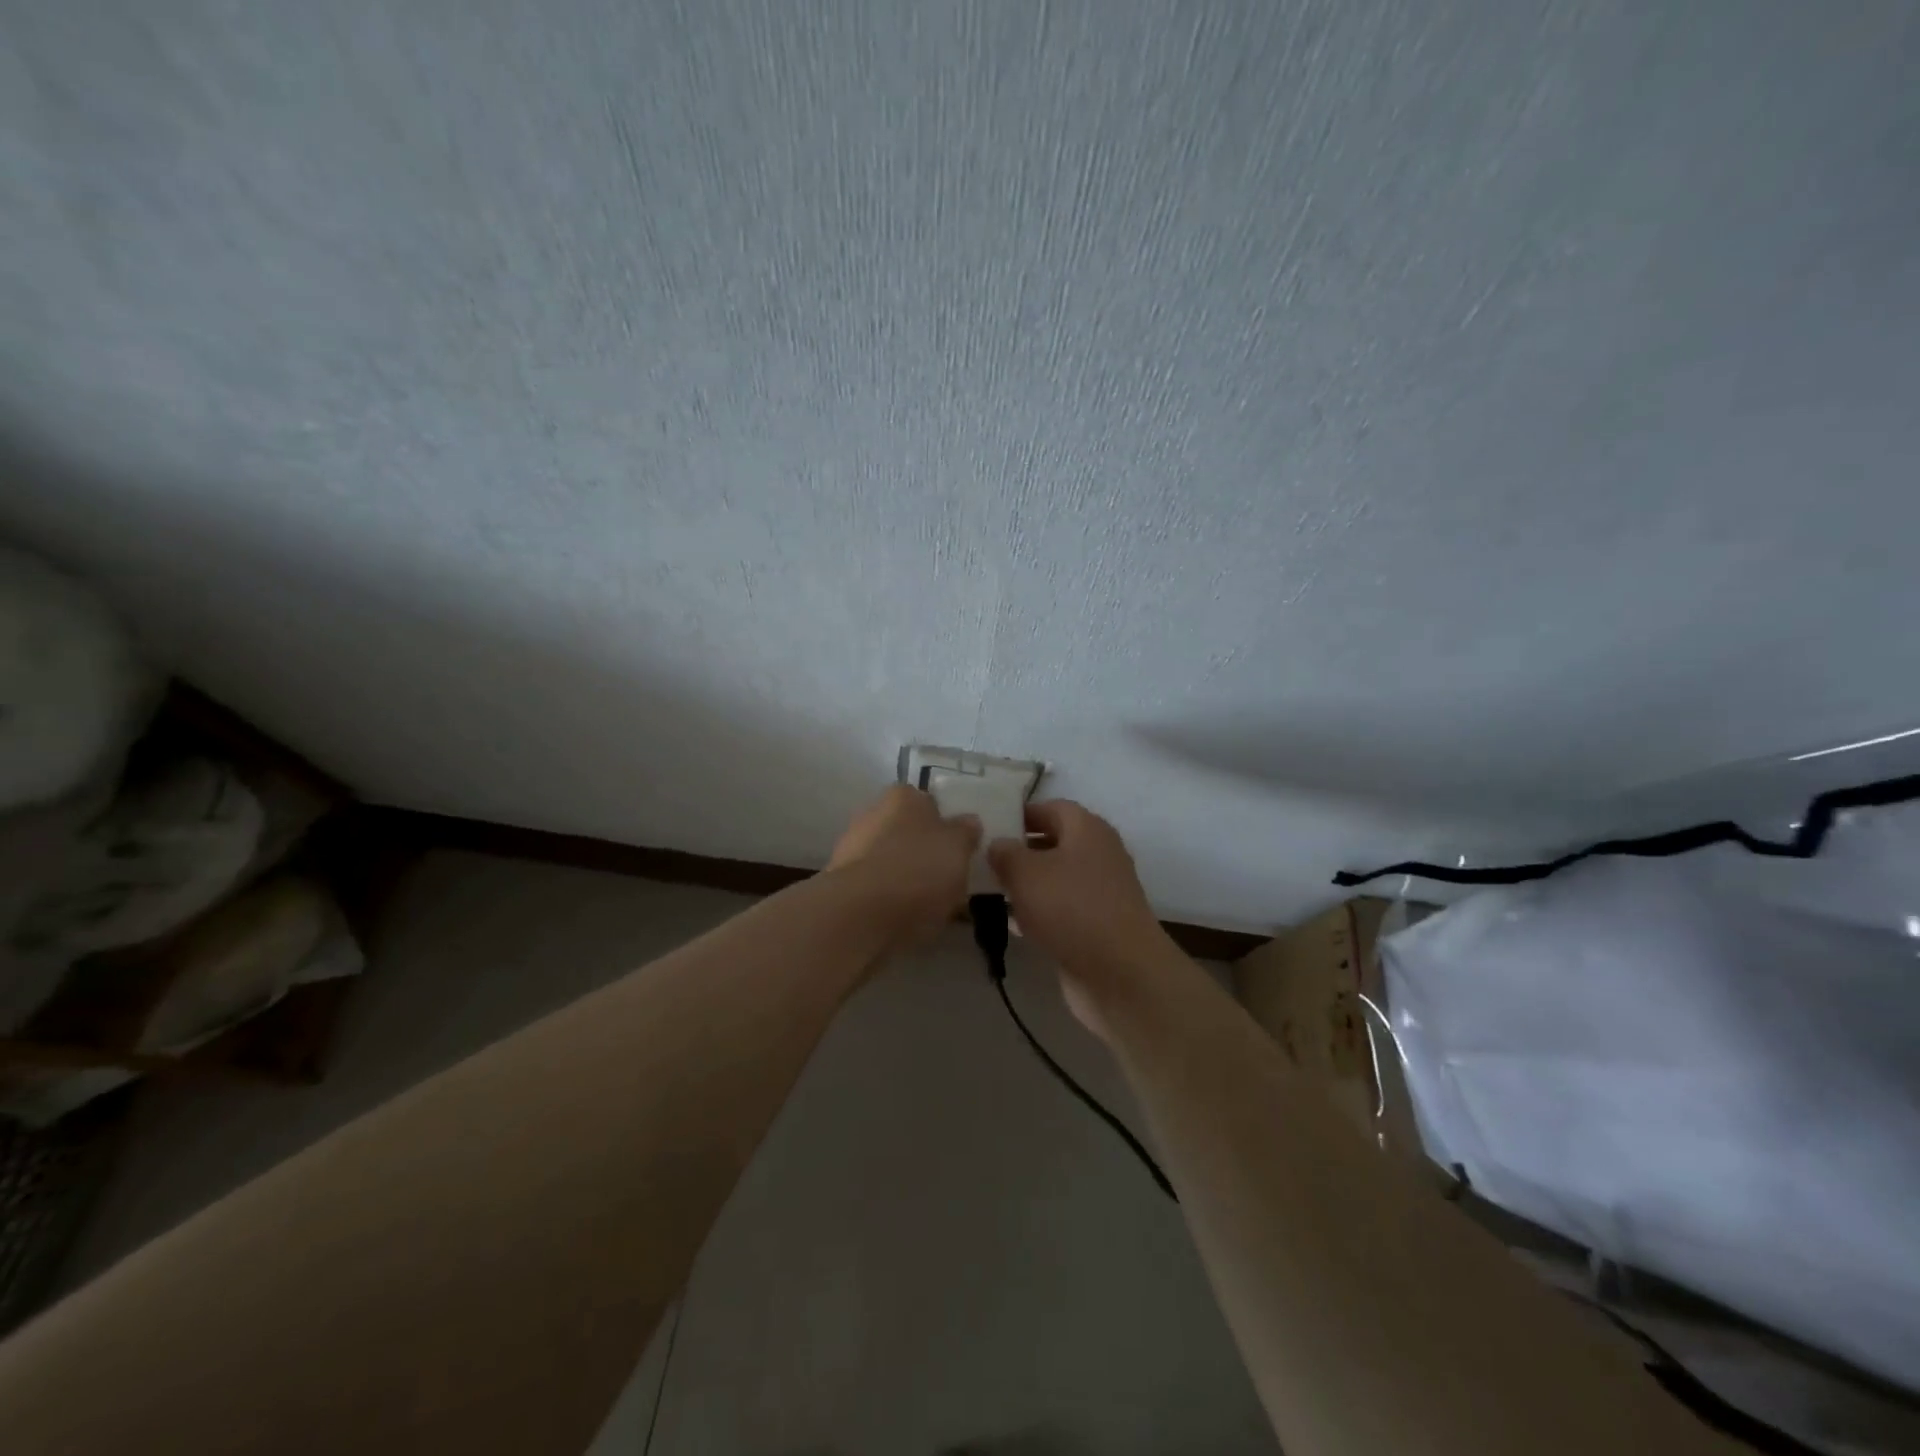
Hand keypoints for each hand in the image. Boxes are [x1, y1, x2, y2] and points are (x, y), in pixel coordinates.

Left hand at [827, 784, 979, 950]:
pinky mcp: (842, 884)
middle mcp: (873, 814)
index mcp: (903, 796)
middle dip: (926, 853)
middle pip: (909, 833)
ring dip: (909, 878)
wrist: (860, 914)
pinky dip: (891, 900)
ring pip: (892, 861)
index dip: (947, 826)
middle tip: (950, 880)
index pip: (930, 803)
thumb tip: (968, 823)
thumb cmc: (918, 870)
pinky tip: (909, 920)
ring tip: (934, 908)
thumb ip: (966, 832)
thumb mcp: (958, 847)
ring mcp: (852, 849)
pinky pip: (878, 888)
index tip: (960, 851)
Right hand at [986, 800, 1173, 1036]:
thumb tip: (997, 844)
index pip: (1050, 808)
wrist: (1120, 974)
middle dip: (1020, 850)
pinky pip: (1061, 909)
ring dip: (1026, 884)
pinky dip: (1038, 912)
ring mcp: (1100, 892)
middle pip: (1053, 842)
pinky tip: (1011, 923)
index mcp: (1087, 829)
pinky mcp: (1097, 925)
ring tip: (989, 890)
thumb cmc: (1071, 909)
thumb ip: (1005, 853)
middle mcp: (1098, 854)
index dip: (1020, 814)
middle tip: (982, 860)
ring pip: (1055, 878)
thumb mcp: (1026, 873)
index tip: (988, 827)